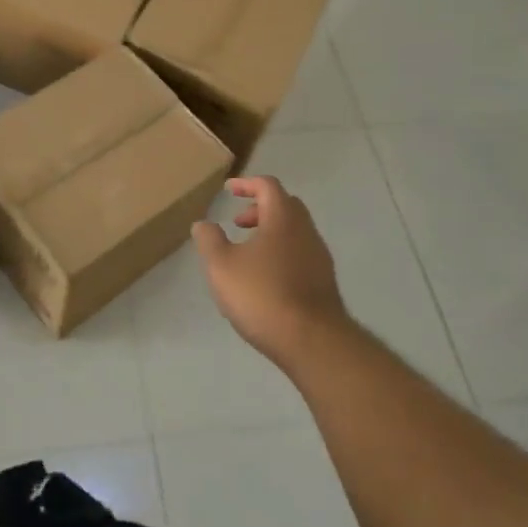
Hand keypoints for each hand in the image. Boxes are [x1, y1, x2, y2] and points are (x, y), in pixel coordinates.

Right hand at [192, 176, 349, 366]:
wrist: (312, 341)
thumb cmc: (262, 295)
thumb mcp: (221, 266)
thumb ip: (209, 240)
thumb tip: (203, 224)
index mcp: (283, 219)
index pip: (268, 186)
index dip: (247, 184)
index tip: (228, 190)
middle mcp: (306, 231)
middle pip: (285, 206)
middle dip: (260, 208)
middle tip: (238, 223)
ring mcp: (319, 257)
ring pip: (295, 232)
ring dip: (271, 233)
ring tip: (247, 254)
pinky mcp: (324, 282)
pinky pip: (300, 254)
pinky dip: (281, 253)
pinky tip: (265, 279)